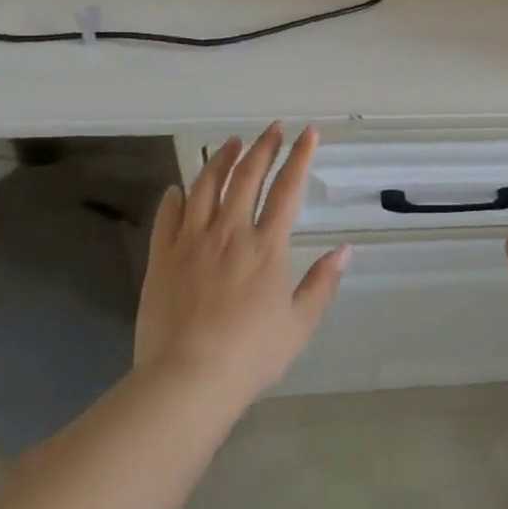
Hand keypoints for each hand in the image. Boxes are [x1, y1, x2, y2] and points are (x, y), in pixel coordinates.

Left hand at [133, 124, 348, 405]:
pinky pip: (167, 218)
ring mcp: (192, 242)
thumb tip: (345, 250)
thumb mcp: (299, 324)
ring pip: (205, 188)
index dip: (300, 156)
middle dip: (263, 147)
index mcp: (267, 246)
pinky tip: (177, 188)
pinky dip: (173, 198)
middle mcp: (231, 233)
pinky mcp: (162, 259)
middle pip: (247, 177)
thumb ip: (322, 283)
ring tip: (229, 143)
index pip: (288, 189)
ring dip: (220, 160)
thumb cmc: (251, 355)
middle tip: (272, 128)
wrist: (187, 380)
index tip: (308, 132)